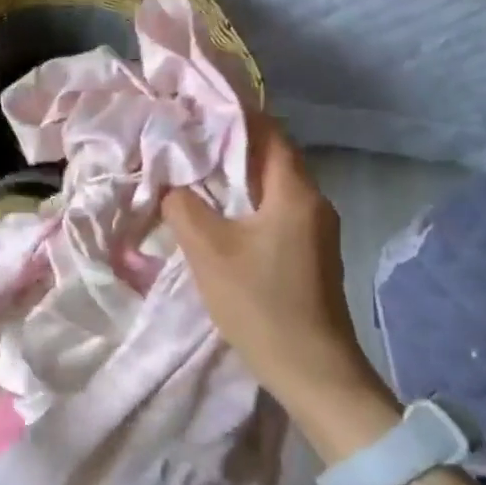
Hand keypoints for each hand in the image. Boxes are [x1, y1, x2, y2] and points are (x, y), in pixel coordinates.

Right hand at [162, 115, 393, 439]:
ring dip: (235, 179)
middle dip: (227, 148)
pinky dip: (246, 205)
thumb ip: (183, 207)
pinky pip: (275, 213)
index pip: (269, 133)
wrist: (313, 372)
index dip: (233, 117)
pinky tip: (218, 217)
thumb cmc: (260, 303)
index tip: (194, 113)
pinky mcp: (310, 255)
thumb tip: (170, 184)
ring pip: (271, 188)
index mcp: (296, 193)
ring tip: (192, 177)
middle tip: (183, 144)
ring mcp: (316, 231)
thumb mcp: (208, 251)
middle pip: (270, 158)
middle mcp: (314, 203)